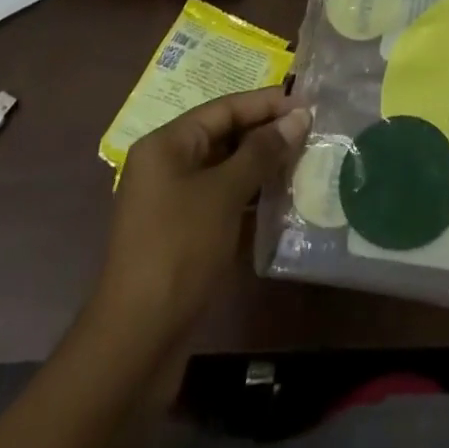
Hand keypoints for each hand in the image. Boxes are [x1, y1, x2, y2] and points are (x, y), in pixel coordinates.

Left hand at [92, 88, 310, 357]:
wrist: (136, 344)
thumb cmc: (179, 250)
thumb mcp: (225, 193)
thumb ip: (263, 151)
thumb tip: (299, 116)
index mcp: (167, 145)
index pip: (225, 108)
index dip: (266, 103)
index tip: (308, 103)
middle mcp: (167, 166)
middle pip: (225, 136)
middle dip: (267, 134)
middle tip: (312, 133)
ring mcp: (173, 202)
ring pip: (227, 170)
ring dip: (263, 167)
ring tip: (305, 162)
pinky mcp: (183, 235)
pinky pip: (223, 200)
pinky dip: (251, 197)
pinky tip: (284, 200)